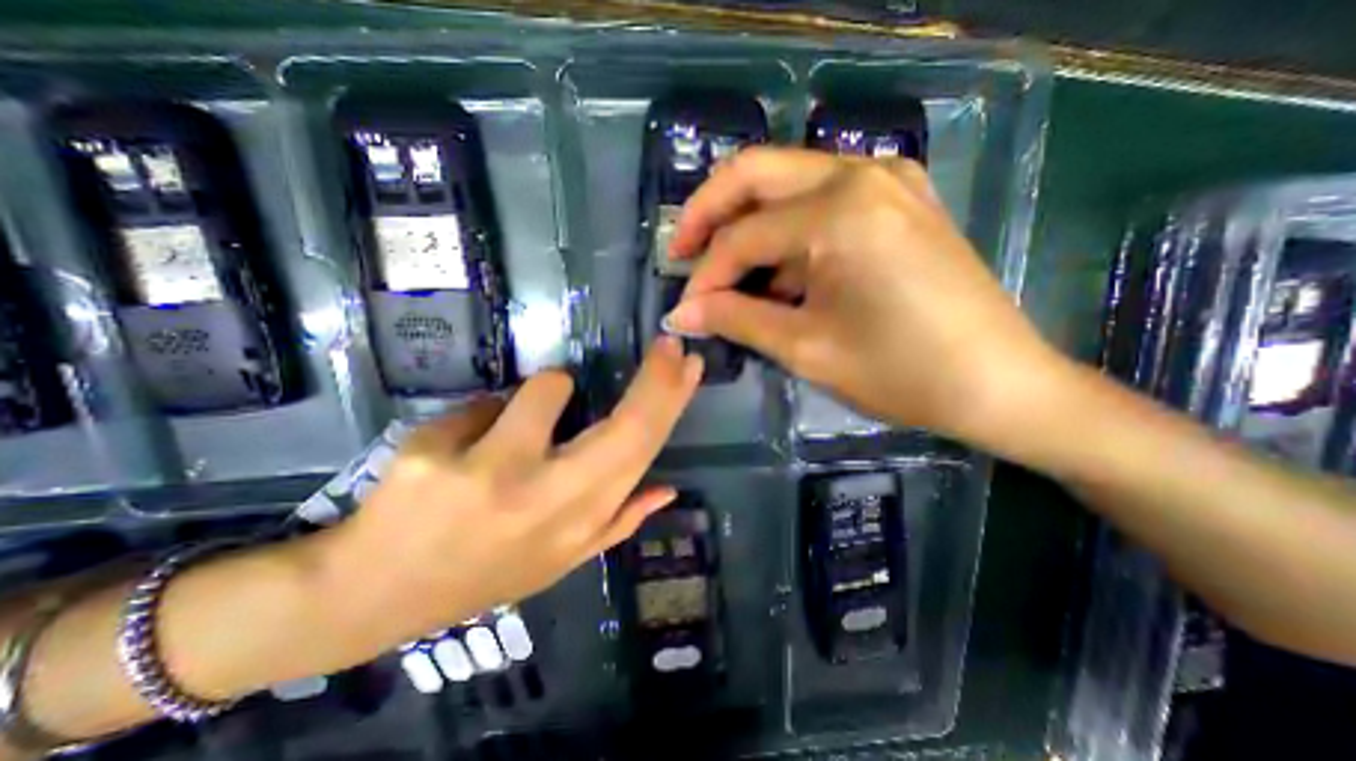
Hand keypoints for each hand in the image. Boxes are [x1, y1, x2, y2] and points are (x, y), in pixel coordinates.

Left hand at [328, 338, 698, 641]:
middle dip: (655, 379)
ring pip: (548, 389)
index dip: (669, 403)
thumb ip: (619, 523)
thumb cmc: (484, 572)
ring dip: (547, 391)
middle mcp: (546, 500)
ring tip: (521, 423)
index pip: (641, 451)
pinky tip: (465, 445)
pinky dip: (491, 410)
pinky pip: (487, 401)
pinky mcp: (434, 454)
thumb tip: (667, 488)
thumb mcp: (560, 559)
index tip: (687, 364)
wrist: (374, 594)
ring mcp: (489, 474)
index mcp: (578, 523)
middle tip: (668, 347)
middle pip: (622, 425)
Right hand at [667, 146, 1069, 445]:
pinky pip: (819, 199)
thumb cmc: (900, 372)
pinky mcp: (896, 198)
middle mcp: (860, 173)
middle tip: (681, 254)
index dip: (704, 276)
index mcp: (838, 210)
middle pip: (755, 173)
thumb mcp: (806, 348)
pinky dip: (785, 230)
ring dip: (746, 222)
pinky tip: (777, 271)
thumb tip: (681, 314)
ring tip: (725, 273)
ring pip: (786, 182)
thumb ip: (735, 320)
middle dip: (708, 214)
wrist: (998, 383)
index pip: (742, 236)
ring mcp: (884, 179)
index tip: (684, 309)